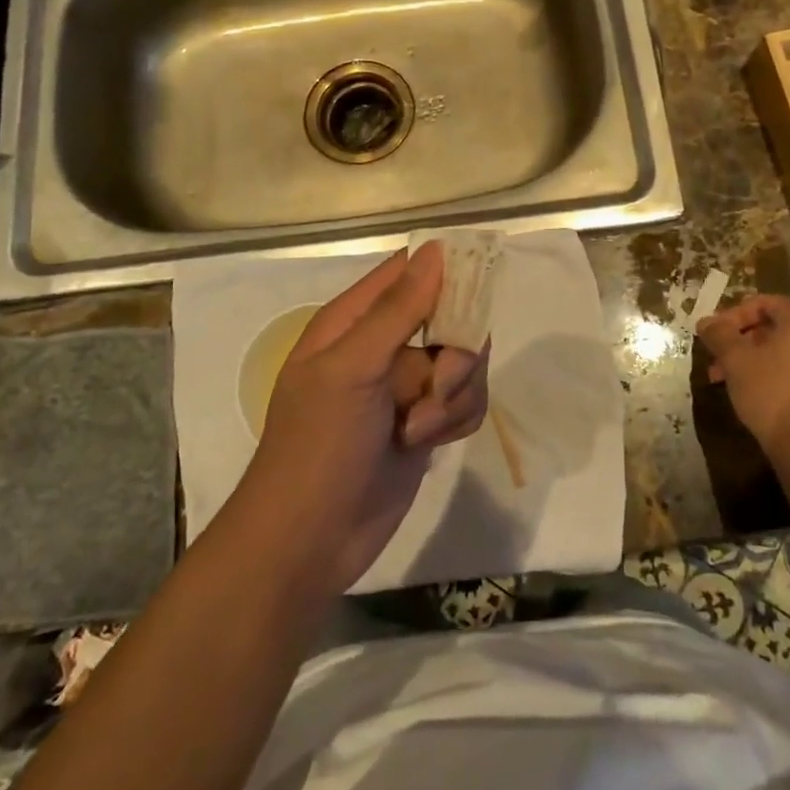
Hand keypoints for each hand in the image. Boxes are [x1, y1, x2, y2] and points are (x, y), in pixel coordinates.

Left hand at [233, 243, 489, 594]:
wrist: (310, 540)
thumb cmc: (318, 446)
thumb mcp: (351, 369)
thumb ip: (397, 310)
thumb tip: (436, 249)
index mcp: (354, 320)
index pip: (410, 271)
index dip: (447, 271)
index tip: (479, 286)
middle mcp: (383, 345)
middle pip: (451, 318)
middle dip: (455, 355)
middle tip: (437, 385)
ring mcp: (406, 386)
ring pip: (464, 363)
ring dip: (452, 397)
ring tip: (418, 429)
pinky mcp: (425, 422)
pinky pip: (466, 401)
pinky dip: (455, 420)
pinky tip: (428, 444)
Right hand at [697, 295, 789, 469]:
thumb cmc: (774, 393)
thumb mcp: (736, 360)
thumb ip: (719, 335)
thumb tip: (705, 321)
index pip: (764, 303)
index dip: (733, 316)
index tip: (713, 335)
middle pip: (777, 328)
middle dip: (742, 342)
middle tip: (718, 361)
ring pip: (788, 352)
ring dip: (756, 361)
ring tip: (730, 382)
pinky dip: (778, 375)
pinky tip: (757, 396)